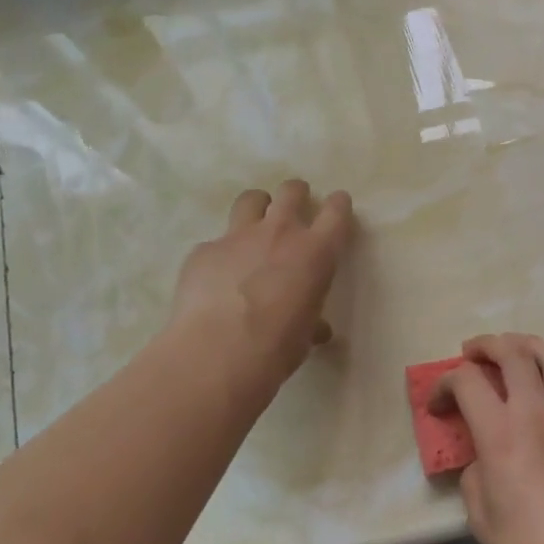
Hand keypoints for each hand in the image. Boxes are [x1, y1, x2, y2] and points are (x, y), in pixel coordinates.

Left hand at [169, 180, 353, 380]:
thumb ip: (312, 321)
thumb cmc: (277, 347)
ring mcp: (237, 237)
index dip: (339, 205)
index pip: (336, 212)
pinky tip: (216, 277)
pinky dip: (221, 254)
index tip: (338, 205)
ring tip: (255, 225)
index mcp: (316, 253)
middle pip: (291, 191)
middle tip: (295, 207)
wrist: (218, 352)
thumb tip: (318, 330)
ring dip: (257, 208)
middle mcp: (280, 233)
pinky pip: (215, 243)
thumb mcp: (305, 335)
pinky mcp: (204, 250)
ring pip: (251, 200)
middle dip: (296, 194)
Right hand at [432, 333, 543, 543]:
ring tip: (512, 349)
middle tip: (471, 353)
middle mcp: (536, 411)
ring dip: (526, 343)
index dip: (445, 384)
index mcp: (500, 432)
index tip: (438, 404)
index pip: (467, 381)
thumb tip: (481, 451)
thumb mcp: (478, 509)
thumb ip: (473, 467)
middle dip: (486, 345)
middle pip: (512, 352)